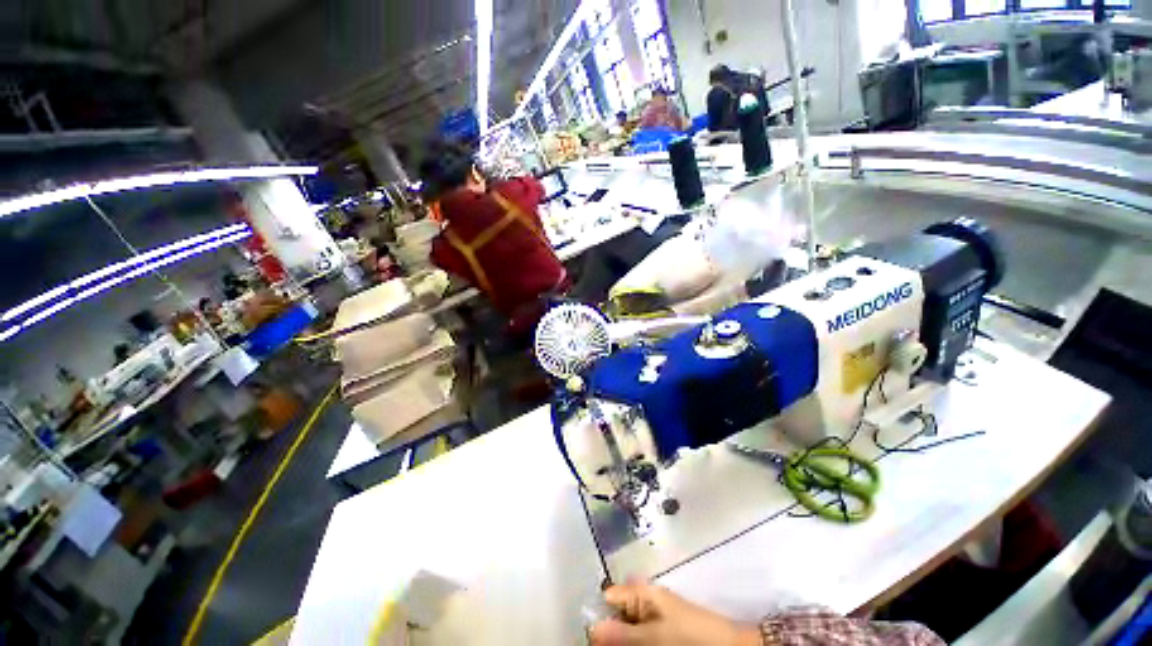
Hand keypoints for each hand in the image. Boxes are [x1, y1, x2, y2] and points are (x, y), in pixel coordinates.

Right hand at [589, 581, 759, 645]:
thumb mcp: (655, 636)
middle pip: (617, 613)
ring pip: (628, 627)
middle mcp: (645, 600)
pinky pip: (641, 634)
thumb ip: (624, 634)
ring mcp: (655, 615)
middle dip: (609, 631)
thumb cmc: (690, 635)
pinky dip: (635, 641)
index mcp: (643, 592)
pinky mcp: (663, 630)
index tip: (590, 638)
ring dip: (622, 638)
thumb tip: (592, 629)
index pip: (610, 596)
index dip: (598, 614)